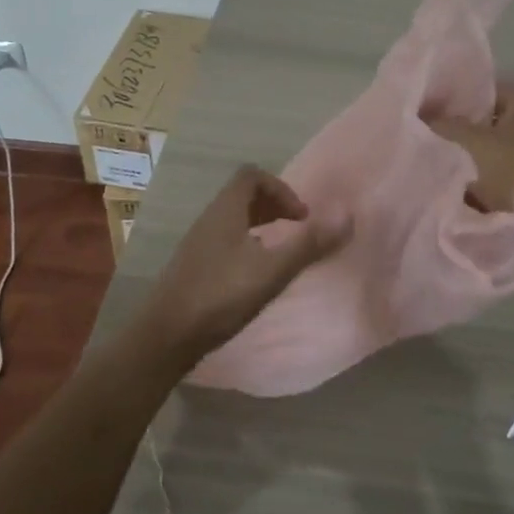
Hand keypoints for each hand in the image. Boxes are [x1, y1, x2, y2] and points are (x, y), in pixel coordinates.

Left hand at [136, 166, 350, 368]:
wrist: (166, 337)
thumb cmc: (220, 297)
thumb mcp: (272, 271)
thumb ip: (309, 244)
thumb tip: (347, 215)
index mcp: (225, 211)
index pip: (251, 176)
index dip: (281, 188)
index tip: (301, 217)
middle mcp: (208, 220)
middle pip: (242, 195)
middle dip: (274, 205)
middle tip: (297, 228)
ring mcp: (197, 243)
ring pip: (232, 219)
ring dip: (260, 225)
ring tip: (279, 251)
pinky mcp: (192, 266)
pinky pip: (223, 240)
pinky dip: (245, 244)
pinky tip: (254, 274)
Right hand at [433, 84, 513, 297]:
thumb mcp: (470, 144)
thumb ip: (440, 125)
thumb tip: (416, 116)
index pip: (483, 90)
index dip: (449, 99)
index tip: (418, 115)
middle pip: (486, 126)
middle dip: (455, 138)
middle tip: (420, 146)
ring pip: (492, 160)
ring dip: (466, 170)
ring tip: (430, 175)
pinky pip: (502, 187)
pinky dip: (482, 193)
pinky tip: (454, 201)